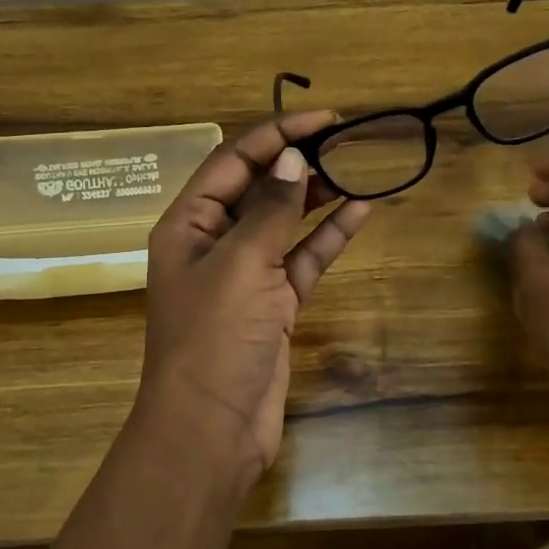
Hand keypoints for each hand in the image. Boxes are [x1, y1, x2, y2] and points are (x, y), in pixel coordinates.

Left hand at [136, 112, 373, 480]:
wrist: (211, 430)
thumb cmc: (214, 340)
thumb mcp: (241, 266)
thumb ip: (271, 211)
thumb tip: (294, 159)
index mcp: (188, 224)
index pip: (234, 161)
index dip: (278, 134)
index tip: (325, 118)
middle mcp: (214, 242)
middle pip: (260, 187)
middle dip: (300, 161)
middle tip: (348, 139)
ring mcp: (246, 273)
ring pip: (286, 222)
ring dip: (318, 196)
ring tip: (357, 167)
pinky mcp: (274, 303)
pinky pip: (304, 258)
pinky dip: (329, 236)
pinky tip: (361, 211)